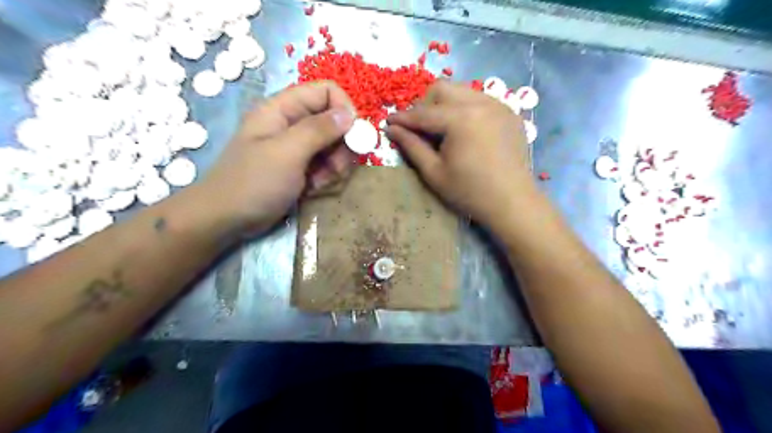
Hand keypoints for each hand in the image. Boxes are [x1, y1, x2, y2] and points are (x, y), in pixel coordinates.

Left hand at [199, 82, 353, 235]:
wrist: (226, 219)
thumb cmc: (253, 183)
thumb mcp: (287, 153)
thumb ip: (318, 130)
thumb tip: (349, 115)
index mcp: (282, 109)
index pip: (326, 92)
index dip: (344, 109)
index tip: (354, 137)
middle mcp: (291, 123)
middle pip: (333, 121)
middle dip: (341, 145)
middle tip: (338, 168)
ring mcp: (295, 147)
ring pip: (332, 146)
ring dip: (335, 165)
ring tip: (321, 182)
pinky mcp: (299, 167)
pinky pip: (324, 164)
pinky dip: (325, 177)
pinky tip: (313, 189)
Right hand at [390, 80, 534, 230]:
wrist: (512, 202)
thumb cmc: (469, 192)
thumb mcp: (434, 172)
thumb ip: (411, 146)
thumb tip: (392, 129)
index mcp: (460, 119)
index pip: (423, 113)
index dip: (403, 118)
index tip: (388, 122)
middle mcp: (480, 103)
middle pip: (442, 89)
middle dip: (424, 105)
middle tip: (418, 128)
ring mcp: (498, 105)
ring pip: (461, 91)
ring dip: (445, 104)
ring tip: (440, 128)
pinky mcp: (509, 112)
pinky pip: (479, 100)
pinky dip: (464, 108)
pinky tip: (464, 130)